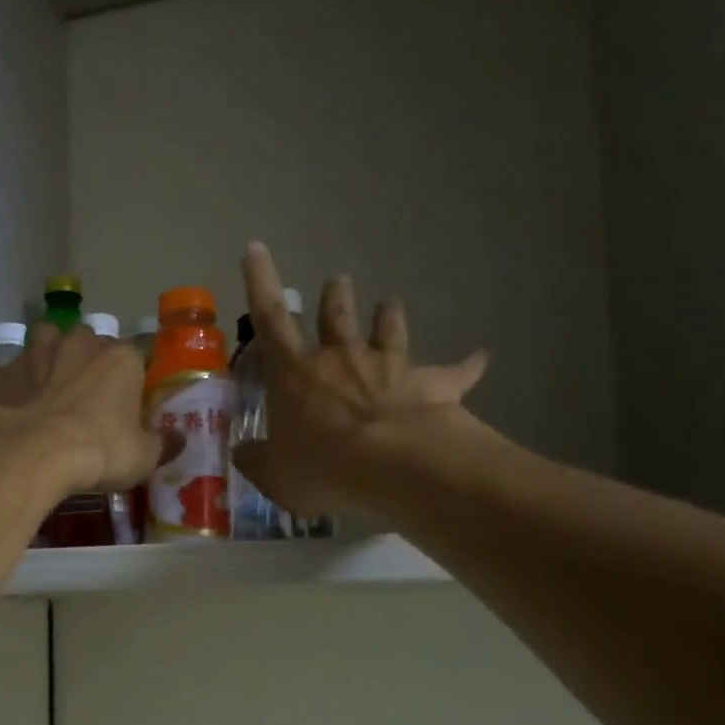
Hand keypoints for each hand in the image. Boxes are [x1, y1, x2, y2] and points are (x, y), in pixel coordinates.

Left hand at [0, 322, 161, 497]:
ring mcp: (34, 353)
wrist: (32, 455)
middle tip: (89, 398)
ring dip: (48, 359)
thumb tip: (179, 439)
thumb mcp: (143, 457)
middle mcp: (78, 343)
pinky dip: (8, 386)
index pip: (137, 355)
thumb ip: (163, 444)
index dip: (133, 378)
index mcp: (120, 358)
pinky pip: (5, 373)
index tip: (130, 401)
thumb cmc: (99, 451)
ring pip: (44, 342)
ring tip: (48, 390)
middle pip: (89, 342)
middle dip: (89, 362)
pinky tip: (10, 407)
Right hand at [232, 243, 488, 516]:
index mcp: (297, 372)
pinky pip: (455, 370)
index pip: (271, 317)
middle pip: (336, 312)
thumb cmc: (323, 467)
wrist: (394, 466)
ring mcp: (389, 364)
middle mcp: (342, 355)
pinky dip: (467, 364)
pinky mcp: (431, 383)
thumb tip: (243, 453)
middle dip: (334, 295)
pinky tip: (481, 357)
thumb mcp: (275, 475)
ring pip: (389, 325)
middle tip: (337, 283)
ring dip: (387, 313)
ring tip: (389, 304)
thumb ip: (257, 461)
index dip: (260, 281)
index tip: (256, 249)